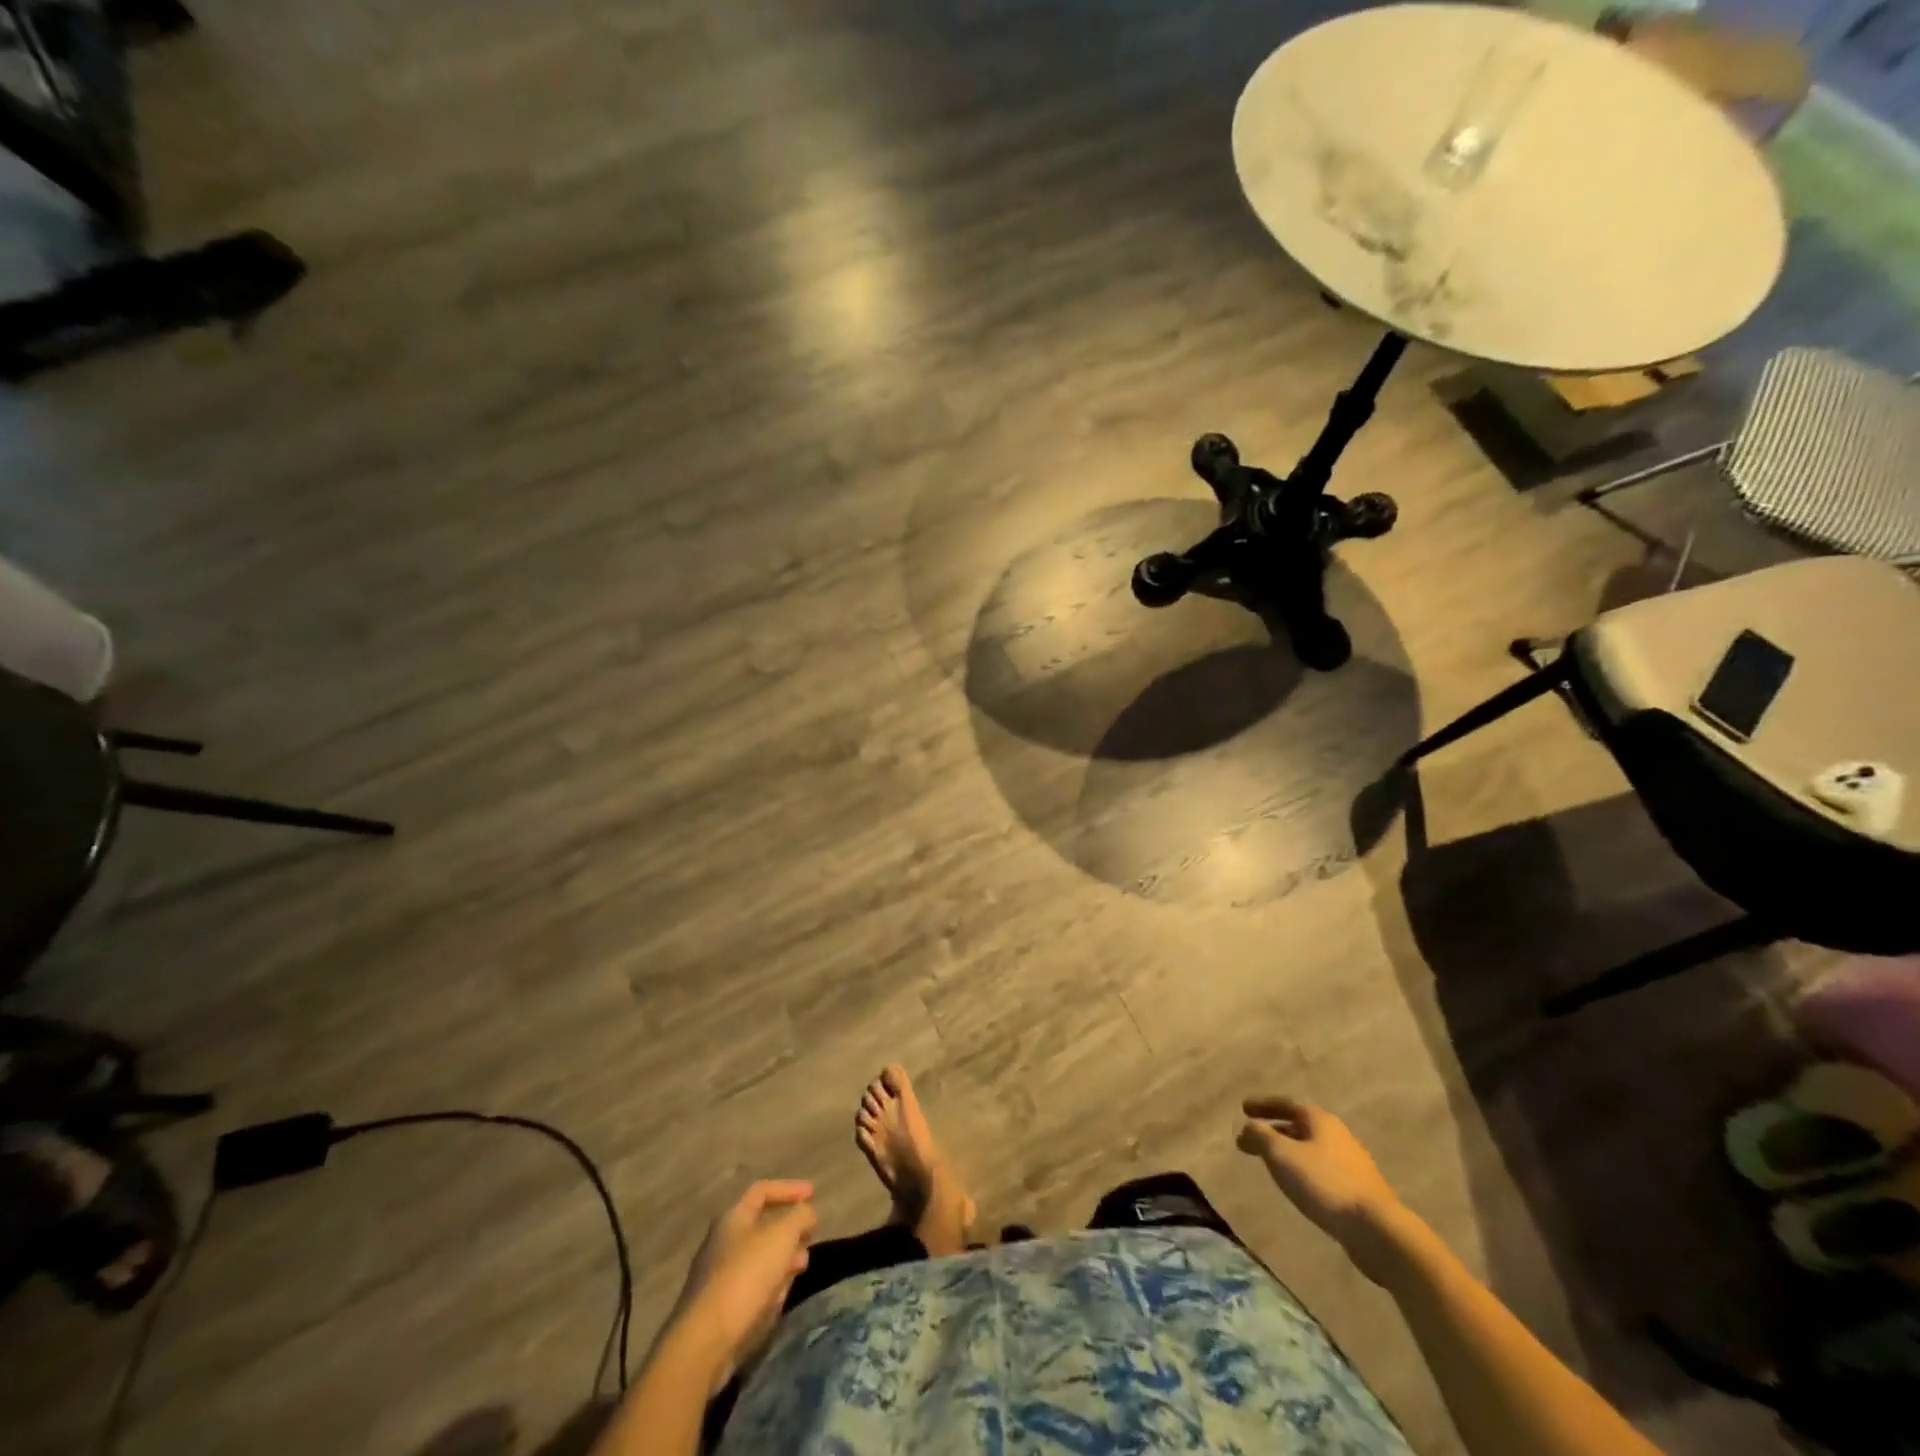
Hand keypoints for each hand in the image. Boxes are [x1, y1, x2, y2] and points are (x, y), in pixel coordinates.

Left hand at [665, 1180, 816, 1386]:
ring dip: (783, 1260)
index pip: (762, 1190)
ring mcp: (718, 1278)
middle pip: (762, 1227)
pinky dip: (769, 1287)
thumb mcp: (782, 1235)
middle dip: (789, 1231)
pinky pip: (752, 1288)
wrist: (705, 1343)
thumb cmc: (746, 1276)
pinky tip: (778, 1299)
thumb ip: (800, 1216)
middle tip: (809, 1238)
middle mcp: (722, 1243)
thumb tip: (806, 1214)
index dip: (789, 1189)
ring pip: (760, 1260)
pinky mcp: (719, 1310)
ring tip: (800, 1268)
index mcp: (732, 1218)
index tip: (813, 1194)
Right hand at [1237, 1097, 1406, 1281]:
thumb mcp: (1281, 1155)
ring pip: (1310, 1149)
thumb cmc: (1324, 1183)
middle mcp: (1337, 1135)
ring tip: (1270, 1164)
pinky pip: (1321, 1170)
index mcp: (1320, 1120)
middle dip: (1272, 1132)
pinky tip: (1297, 1186)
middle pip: (1298, 1127)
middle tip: (1249, 1141)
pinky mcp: (1358, 1189)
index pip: (1286, 1104)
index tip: (1243, 1109)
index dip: (1263, 1105)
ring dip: (1287, 1152)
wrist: (1377, 1229)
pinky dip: (1302, 1170)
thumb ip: (1260, 1136)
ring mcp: (1351, 1163)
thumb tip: (1249, 1126)